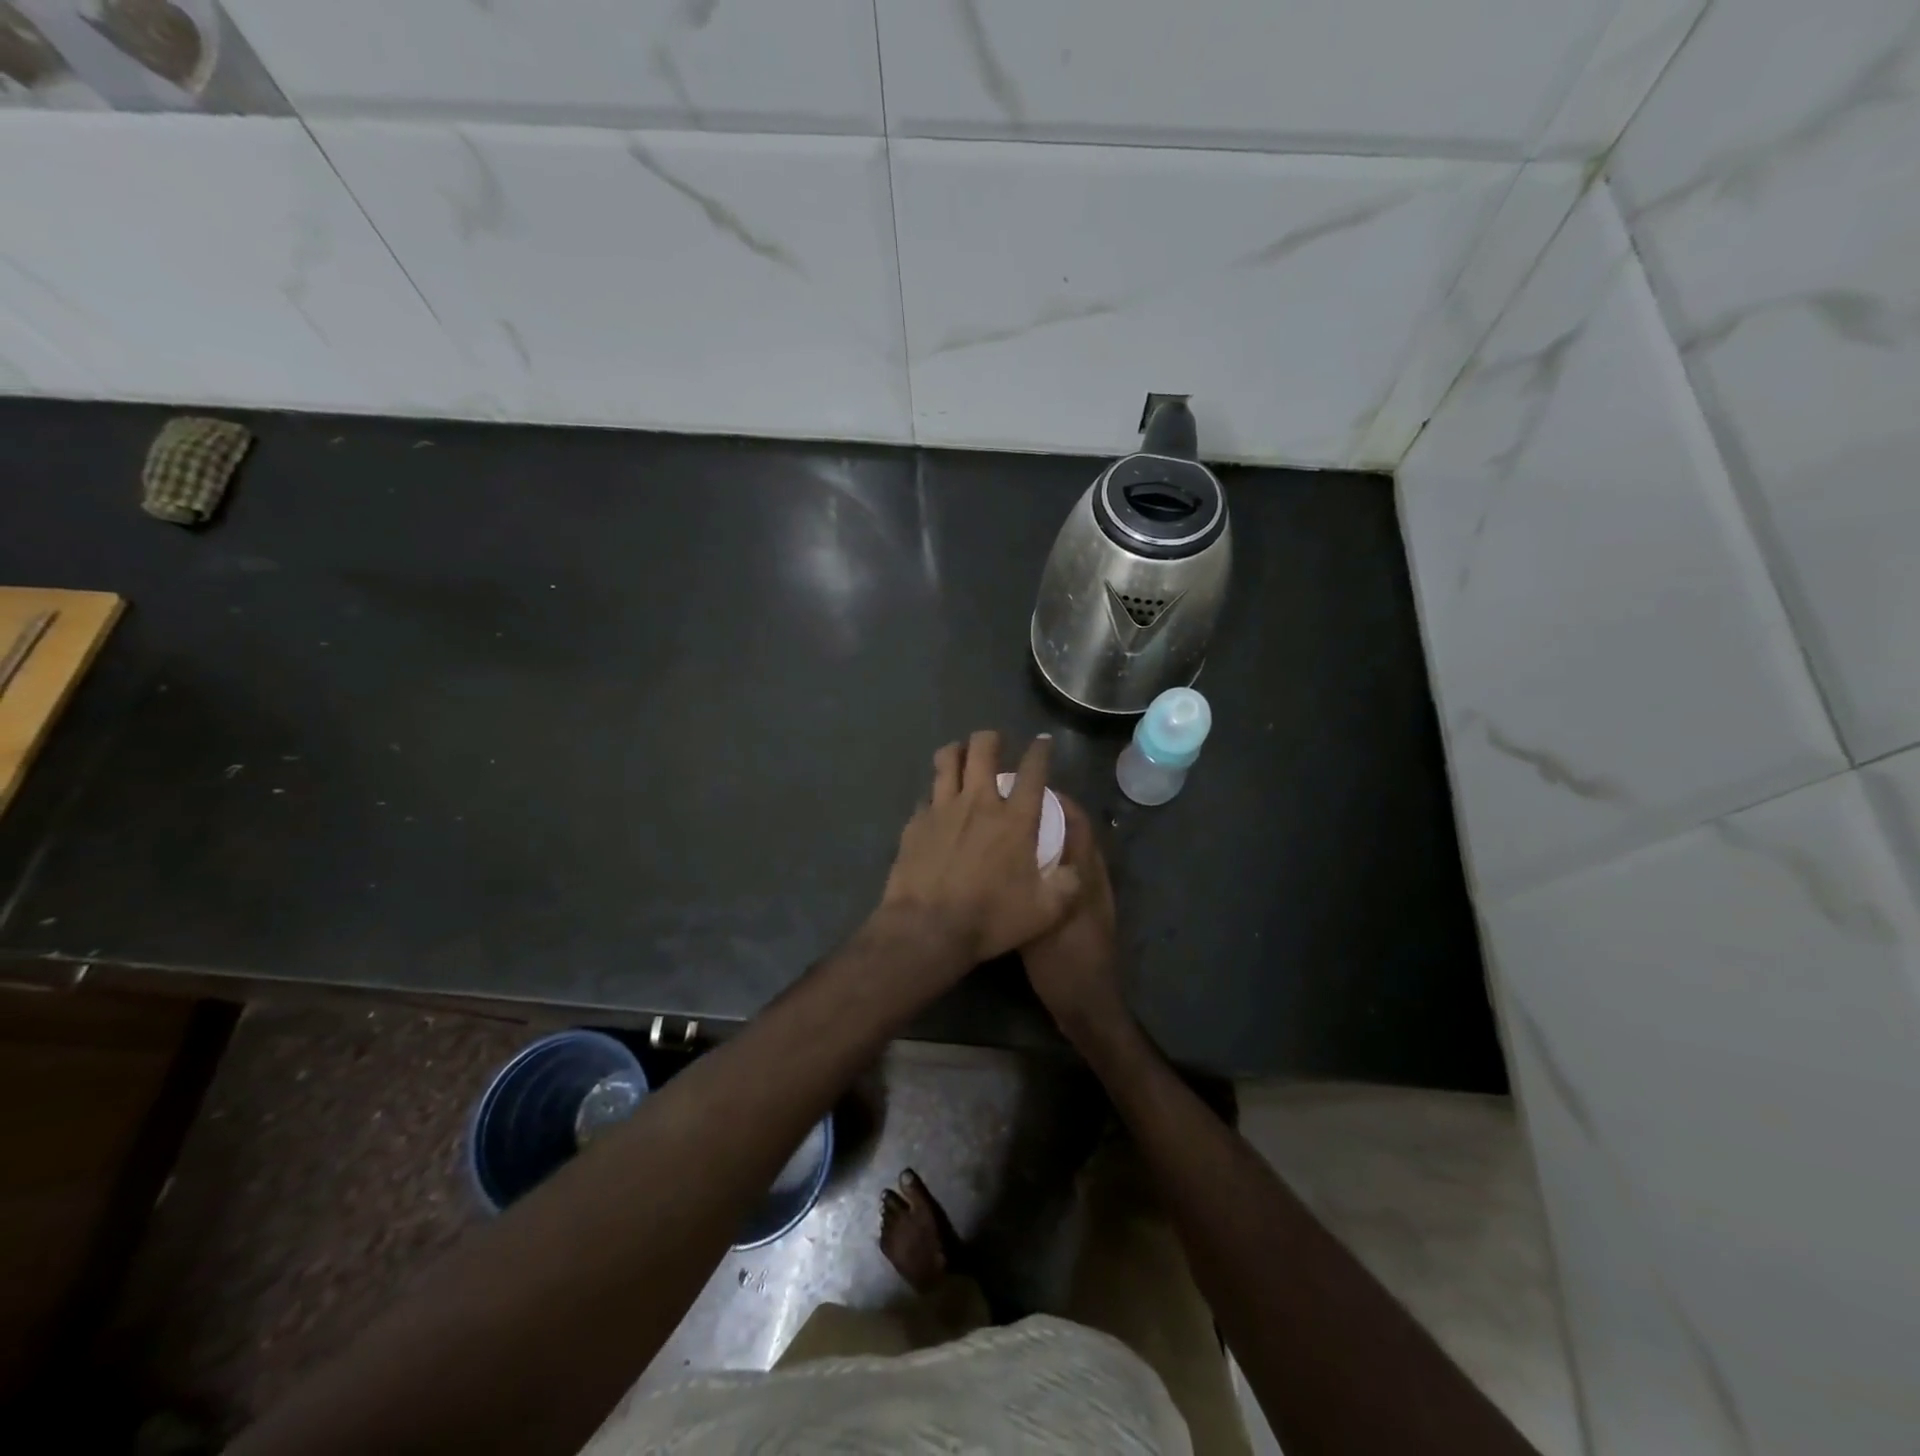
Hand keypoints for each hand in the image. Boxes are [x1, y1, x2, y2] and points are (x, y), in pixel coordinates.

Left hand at [877, 731, 1080, 968]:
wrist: (927, 928)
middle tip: (996, 744)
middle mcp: (979, 802)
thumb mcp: (1046, 911)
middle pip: (982, 748)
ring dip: (957, 751)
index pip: (1033, 771)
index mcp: (1015, 820)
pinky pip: (927, 793)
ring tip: (962, 755)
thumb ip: (1069, 885)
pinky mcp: (916, 822)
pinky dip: (936, 791)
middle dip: (991, 738)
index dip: (1040, 751)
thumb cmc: (990, 918)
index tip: (1042, 742)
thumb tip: (1077, 869)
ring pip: (947, 759)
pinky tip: (937, 802)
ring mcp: (942, 808)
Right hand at [1019, 793, 1128, 1042]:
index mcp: (1085, 872)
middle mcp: (1089, 877)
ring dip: (1046, 837)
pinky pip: (1062, 874)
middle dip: (1048, 814)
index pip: (1076, 821)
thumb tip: (1013, 845)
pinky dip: (1045, 862)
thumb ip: (1034, 882)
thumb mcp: (1043, 918)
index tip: (1026, 788)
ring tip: (1011, 831)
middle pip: (1073, 832)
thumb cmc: (1064, 961)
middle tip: (1012, 806)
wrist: (1087, 1004)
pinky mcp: (1078, 912)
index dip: (1057, 800)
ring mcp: (1086, 895)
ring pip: (1067, 853)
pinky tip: (1018, 870)